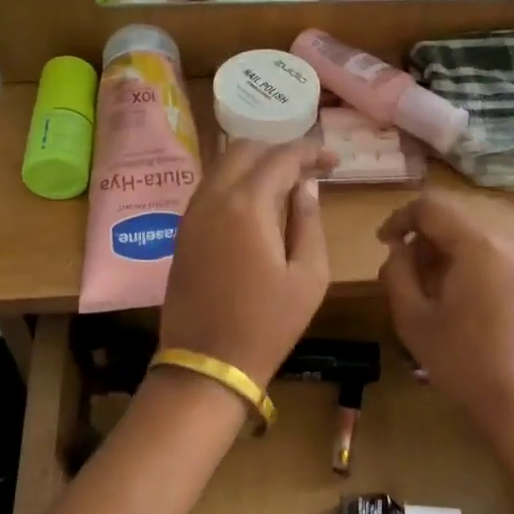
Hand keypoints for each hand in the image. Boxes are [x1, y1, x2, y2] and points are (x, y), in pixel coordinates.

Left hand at [162, 138, 330, 386]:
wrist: (207, 363)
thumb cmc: (267, 325)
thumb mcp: (308, 277)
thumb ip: (309, 223)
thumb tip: (306, 189)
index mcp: (247, 205)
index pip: (280, 157)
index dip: (309, 152)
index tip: (332, 160)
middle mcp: (213, 198)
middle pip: (244, 150)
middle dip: (278, 151)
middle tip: (308, 170)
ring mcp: (191, 214)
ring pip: (222, 167)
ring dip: (254, 165)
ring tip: (285, 185)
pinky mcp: (182, 232)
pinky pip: (210, 190)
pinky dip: (235, 184)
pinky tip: (256, 206)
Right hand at [377, 194, 513, 462]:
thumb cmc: (463, 361)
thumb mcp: (413, 318)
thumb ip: (397, 273)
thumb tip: (398, 249)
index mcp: (479, 245)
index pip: (432, 206)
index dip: (400, 217)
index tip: (382, 243)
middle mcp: (510, 243)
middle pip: (456, 222)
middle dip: (423, 239)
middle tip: (401, 271)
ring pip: (477, 241)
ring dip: (446, 254)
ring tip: (426, 290)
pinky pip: (496, 259)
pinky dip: (470, 267)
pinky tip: (458, 303)